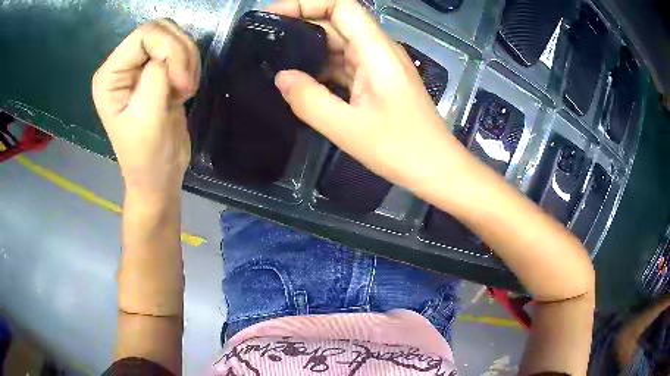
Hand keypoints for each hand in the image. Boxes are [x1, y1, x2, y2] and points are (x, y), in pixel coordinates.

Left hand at [92, 19, 199, 196]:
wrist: (160, 174)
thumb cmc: (147, 155)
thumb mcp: (147, 118)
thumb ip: (155, 78)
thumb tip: (170, 58)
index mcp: (110, 76)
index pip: (144, 34)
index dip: (168, 49)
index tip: (181, 83)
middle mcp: (123, 65)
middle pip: (160, 30)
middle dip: (180, 53)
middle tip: (186, 86)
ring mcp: (140, 67)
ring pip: (175, 37)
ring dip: (187, 61)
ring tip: (184, 91)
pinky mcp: (157, 72)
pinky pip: (182, 52)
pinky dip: (190, 67)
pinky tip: (184, 91)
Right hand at [268, 0, 461, 189]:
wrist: (437, 168)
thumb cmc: (401, 149)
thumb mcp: (347, 128)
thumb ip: (309, 100)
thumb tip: (281, 77)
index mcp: (376, 50)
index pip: (341, 6)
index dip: (306, 3)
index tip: (274, 16)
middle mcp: (378, 50)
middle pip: (337, 22)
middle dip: (301, 25)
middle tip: (266, 42)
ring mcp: (379, 67)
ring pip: (339, 44)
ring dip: (309, 49)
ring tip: (276, 59)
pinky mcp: (377, 83)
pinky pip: (345, 65)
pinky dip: (322, 68)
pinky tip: (302, 81)